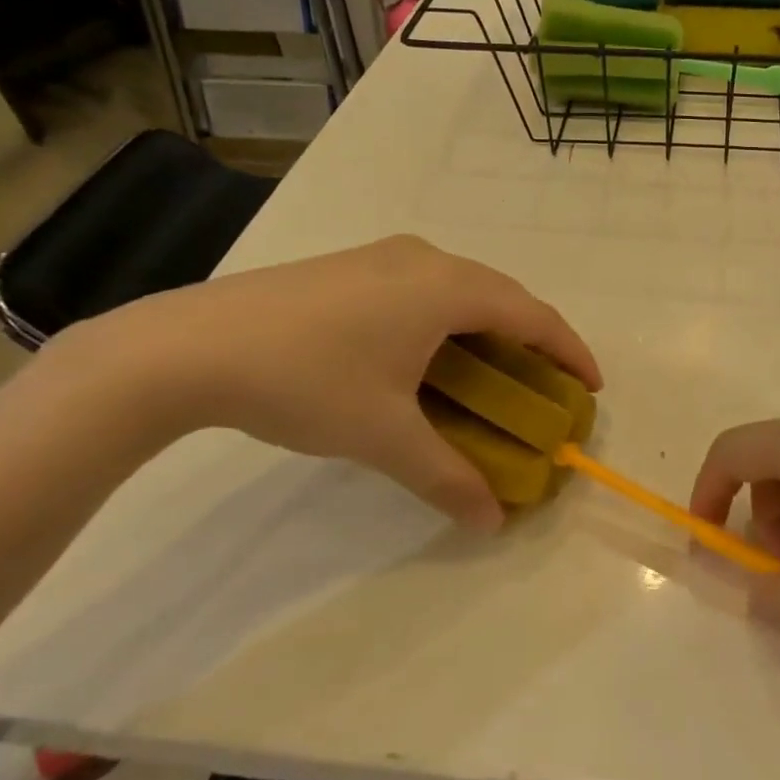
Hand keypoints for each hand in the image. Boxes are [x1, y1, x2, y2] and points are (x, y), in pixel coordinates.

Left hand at [69, 236, 600, 530]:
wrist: (188, 346)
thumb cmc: (305, 381)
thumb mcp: (383, 436)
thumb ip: (446, 477)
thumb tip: (492, 523)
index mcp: (448, 288)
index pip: (533, 315)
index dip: (570, 350)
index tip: (591, 387)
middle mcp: (426, 258)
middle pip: (503, 295)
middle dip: (534, 339)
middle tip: (545, 384)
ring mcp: (385, 255)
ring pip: (463, 287)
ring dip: (490, 326)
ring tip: (495, 370)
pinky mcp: (353, 265)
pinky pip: (427, 286)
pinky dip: (451, 318)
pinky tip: (431, 353)